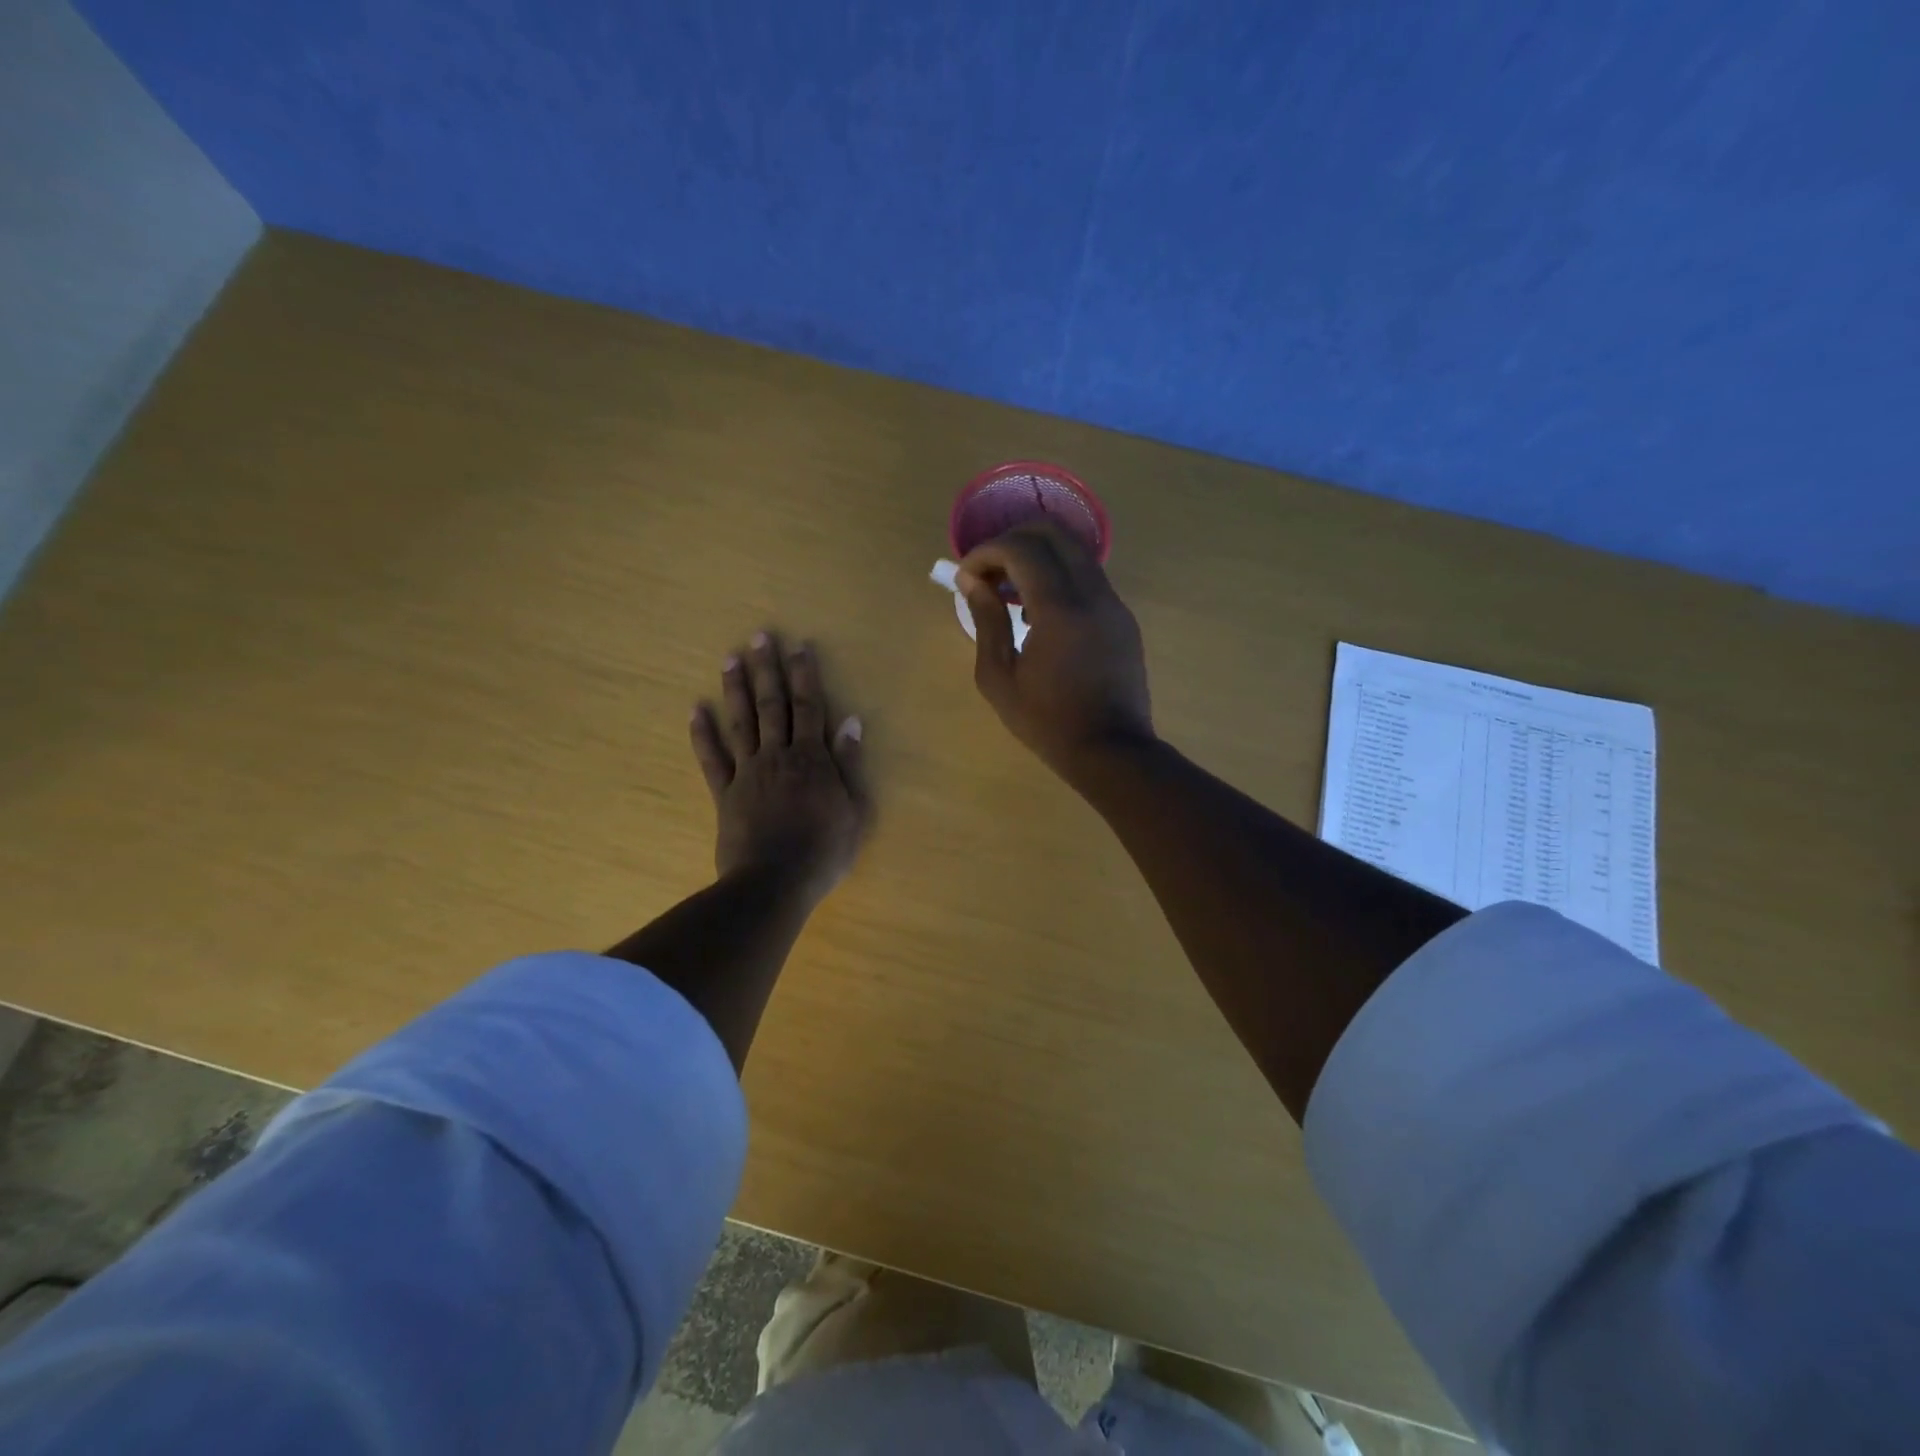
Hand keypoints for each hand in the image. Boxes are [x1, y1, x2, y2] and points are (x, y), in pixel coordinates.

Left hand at [690, 631, 870, 904]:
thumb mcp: (855, 810)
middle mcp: (778, 755)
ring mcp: (748, 772)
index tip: (798, 647)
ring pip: (741, 722)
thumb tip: (851, 722)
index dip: (805, 676)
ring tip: (729, 659)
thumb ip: (850, 764)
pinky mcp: (725, 793)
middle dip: (767, 669)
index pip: (810, 707)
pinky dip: (702, 734)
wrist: (775, 883)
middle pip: (772, 705)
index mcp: (812, 758)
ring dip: (735, 689)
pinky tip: (695, 710)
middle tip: (759, 637)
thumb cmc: (824, 851)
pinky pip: (711, 758)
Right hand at [956, 522, 1153, 777]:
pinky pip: (1088, 578)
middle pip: (1054, 534)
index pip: (1022, 549)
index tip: (966, 576)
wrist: (1111, 751)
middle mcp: (1093, 593)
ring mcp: (1113, 604)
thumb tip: (973, 581)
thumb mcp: (999, 678)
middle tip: (988, 570)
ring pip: (1075, 552)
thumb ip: (986, 621)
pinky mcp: (1123, 618)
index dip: (987, 552)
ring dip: (1037, 557)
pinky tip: (1039, 614)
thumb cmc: (1047, 722)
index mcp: (1060, 608)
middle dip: (1013, 540)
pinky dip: (1058, 577)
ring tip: (1010, 592)